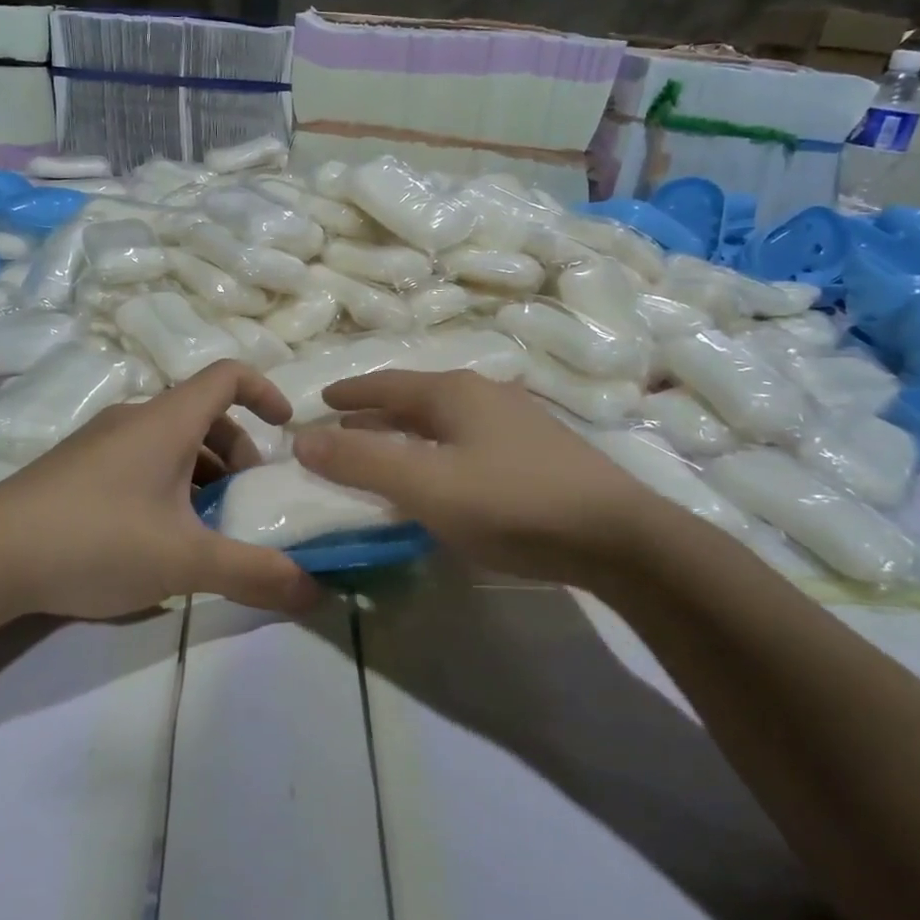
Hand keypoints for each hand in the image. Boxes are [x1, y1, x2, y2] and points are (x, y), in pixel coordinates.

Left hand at [0, 361, 323, 619]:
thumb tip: (315, 590)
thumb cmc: (96, 540)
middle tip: (247, 501)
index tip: (286, 429)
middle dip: (238, 452)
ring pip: (170, 442)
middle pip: (203, 415)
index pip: (228, 375)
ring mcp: (100, 442)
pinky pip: (140, 460)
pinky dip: (168, 484)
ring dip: (202, 473)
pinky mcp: (76, 468)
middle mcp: (135, 419)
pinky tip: (158, 538)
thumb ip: (253, 573)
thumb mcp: (185, 562)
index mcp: (167, 421)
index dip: (265, 391)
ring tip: (207, 527)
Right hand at [293, 370, 671, 584]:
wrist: (617, 535)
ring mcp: (517, 421)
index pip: (387, 384)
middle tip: (343, 431)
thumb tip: (302, 439)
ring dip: (409, 432)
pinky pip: (469, 439)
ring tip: (386, 452)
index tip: (321, 401)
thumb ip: (362, 462)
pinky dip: (439, 449)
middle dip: (377, 414)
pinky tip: (444, 473)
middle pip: (416, 398)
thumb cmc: (510, 502)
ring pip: (445, 420)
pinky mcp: (539, 451)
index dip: (350, 393)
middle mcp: (485, 394)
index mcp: (454, 392)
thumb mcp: (425, 484)